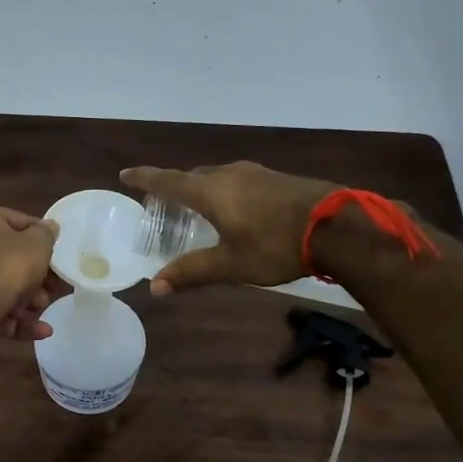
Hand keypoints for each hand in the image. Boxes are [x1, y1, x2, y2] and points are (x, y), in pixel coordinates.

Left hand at [0, 201, 65, 340]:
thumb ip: (46, 234)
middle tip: (50, 289)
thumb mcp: (38, 244)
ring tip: (42, 311)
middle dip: (31, 277)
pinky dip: (10, 318)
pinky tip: (38, 331)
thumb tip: (49, 227)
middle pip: (3, 257)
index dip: (39, 239)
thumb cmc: (6, 265)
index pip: (14, 221)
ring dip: (23, 300)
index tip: (55, 255)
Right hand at [119, 162, 342, 293]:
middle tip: (163, 203)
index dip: (145, 177)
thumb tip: (155, 288)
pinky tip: (236, 208)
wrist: (337, 225)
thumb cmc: (275, 245)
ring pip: (217, 176)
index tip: (125, 174)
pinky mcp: (277, 179)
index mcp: (210, 192)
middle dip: (175, 186)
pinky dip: (225, 191)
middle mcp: (228, 174)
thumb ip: (192, 272)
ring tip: (198, 207)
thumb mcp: (230, 264)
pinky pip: (238, 180)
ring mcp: (256, 173)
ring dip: (202, 188)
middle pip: (192, 176)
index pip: (168, 180)